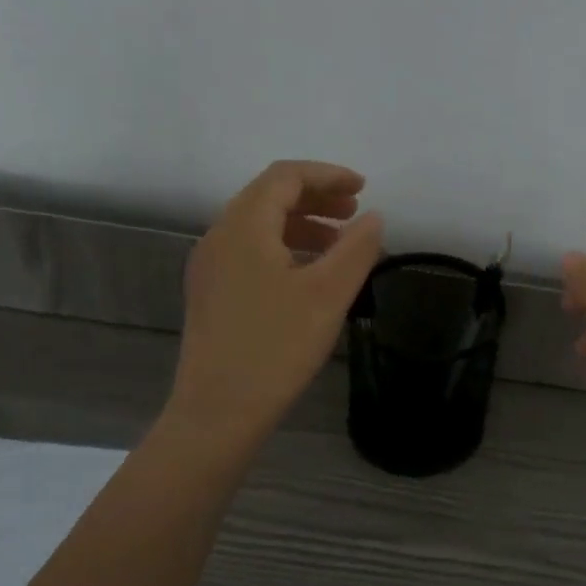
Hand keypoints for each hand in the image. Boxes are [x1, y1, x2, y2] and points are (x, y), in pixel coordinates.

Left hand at [167, 160, 383, 436]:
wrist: (219, 410)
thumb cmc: (277, 347)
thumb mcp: (329, 294)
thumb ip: (356, 248)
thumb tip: (374, 217)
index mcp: (243, 227)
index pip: (285, 177)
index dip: (327, 175)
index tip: (364, 188)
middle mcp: (219, 237)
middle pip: (268, 196)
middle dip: (315, 196)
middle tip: (355, 211)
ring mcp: (211, 267)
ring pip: (259, 225)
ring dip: (302, 223)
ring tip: (340, 242)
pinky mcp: (212, 293)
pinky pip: (251, 251)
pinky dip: (285, 247)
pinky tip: (309, 274)